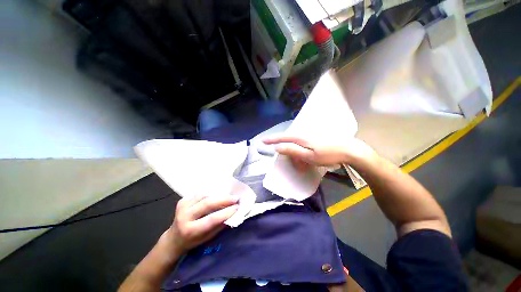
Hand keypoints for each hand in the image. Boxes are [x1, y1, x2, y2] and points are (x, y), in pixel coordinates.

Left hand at [168, 195, 238, 254]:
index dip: (226, 212)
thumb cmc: (193, 241)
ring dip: (218, 195)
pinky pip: (200, 194)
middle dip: (224, 200)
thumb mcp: (207, 238)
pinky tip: (216, 196)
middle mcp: (184, 217)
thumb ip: (219, 225)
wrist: (174, 239)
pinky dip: (210, 194)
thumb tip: (234, 213)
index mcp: (190, 230)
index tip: (237, 207)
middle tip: (236, 198)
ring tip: (228, 197)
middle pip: (207, 204)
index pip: (211, 219)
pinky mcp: (182, 201)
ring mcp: (182, 207)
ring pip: (204, 196)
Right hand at [263, 136, 375, 166]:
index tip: (263, 141)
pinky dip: (304, 155)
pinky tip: (310, 161)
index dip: (272, 140)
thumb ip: (292, 150)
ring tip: (305, 166)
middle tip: (297, 166)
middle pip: (290, 143)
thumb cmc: (329, 154)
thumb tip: (278, 147)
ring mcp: (310, 137)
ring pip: (298, 146)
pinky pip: (304, 147)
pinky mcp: (316, 140)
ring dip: (298, 157)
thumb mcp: (309, 156)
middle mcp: (304, 135)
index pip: (282, 138)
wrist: (349, 150)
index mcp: (301, 138)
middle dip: (289, 154)